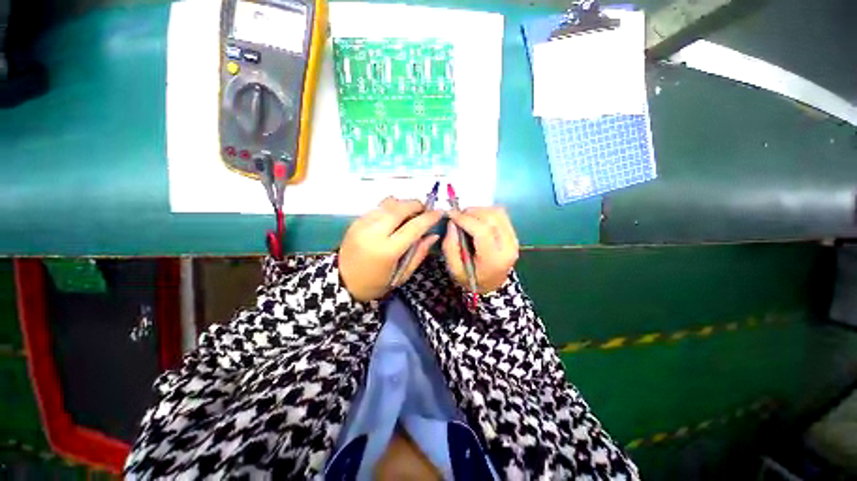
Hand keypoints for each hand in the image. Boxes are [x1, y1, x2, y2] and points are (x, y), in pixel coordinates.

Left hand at [340, 197, 441, 301]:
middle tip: (425, 210)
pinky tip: (395, 217)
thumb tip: (433, 235)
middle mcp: (374, 233)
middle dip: (416, 205)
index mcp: (387, 250)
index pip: (413, 227)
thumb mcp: (402, 275)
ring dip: (404, 204)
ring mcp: (362, 224)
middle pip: (400, 208)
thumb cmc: (376, 284)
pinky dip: (391, 208)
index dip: (429, 217)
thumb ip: (419, 253)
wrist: (342, 282)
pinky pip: (378, 207)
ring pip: (388, 203)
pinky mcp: (356, 221)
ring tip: (411, 212)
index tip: (439, 212)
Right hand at [443, 207, 518, 293]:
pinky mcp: (514, 234)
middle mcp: (508, 247)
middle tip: (457, 216)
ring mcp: (514, 239)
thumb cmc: (471, 279)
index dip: (465, 219)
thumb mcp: (454, 269)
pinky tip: (477, 219)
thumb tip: (452, 222)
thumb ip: (450, 246)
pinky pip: (501, 215)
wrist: (492, 285)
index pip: (482, 231)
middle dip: (471, 212)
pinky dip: (486, 212)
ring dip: (479, 210)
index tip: (451, 215)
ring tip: (466, 217)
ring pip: (498, 213)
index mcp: (493, 260)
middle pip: (492, 218)